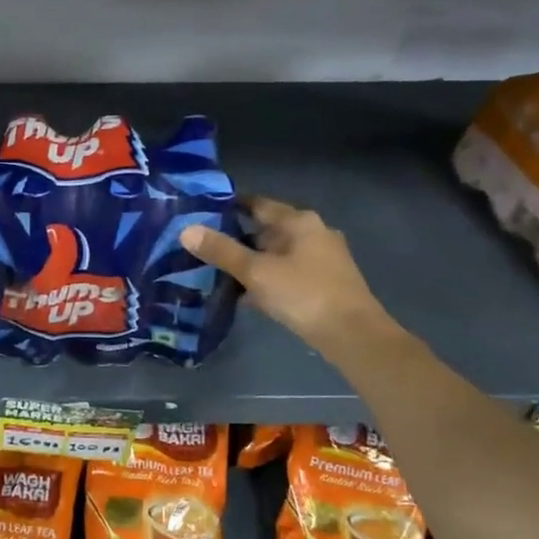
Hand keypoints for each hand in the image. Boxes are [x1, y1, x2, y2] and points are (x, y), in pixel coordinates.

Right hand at [179, 195, 392, 353]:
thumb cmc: (303, 294)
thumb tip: (186, 230)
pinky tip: (246, 294)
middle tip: (202, 246)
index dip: (228, 207)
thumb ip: (221, 251)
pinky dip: (267, 277)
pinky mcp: (324, 281)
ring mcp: (322, 258)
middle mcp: (313, 232)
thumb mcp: (255, 272)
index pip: (257, 204)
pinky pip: (287, 271)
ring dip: (251, 260)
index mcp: (298, 221)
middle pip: (266, 228)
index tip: (200, 214)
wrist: (352, 334)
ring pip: (277, 252)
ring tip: (217, 271)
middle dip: (236, 237)